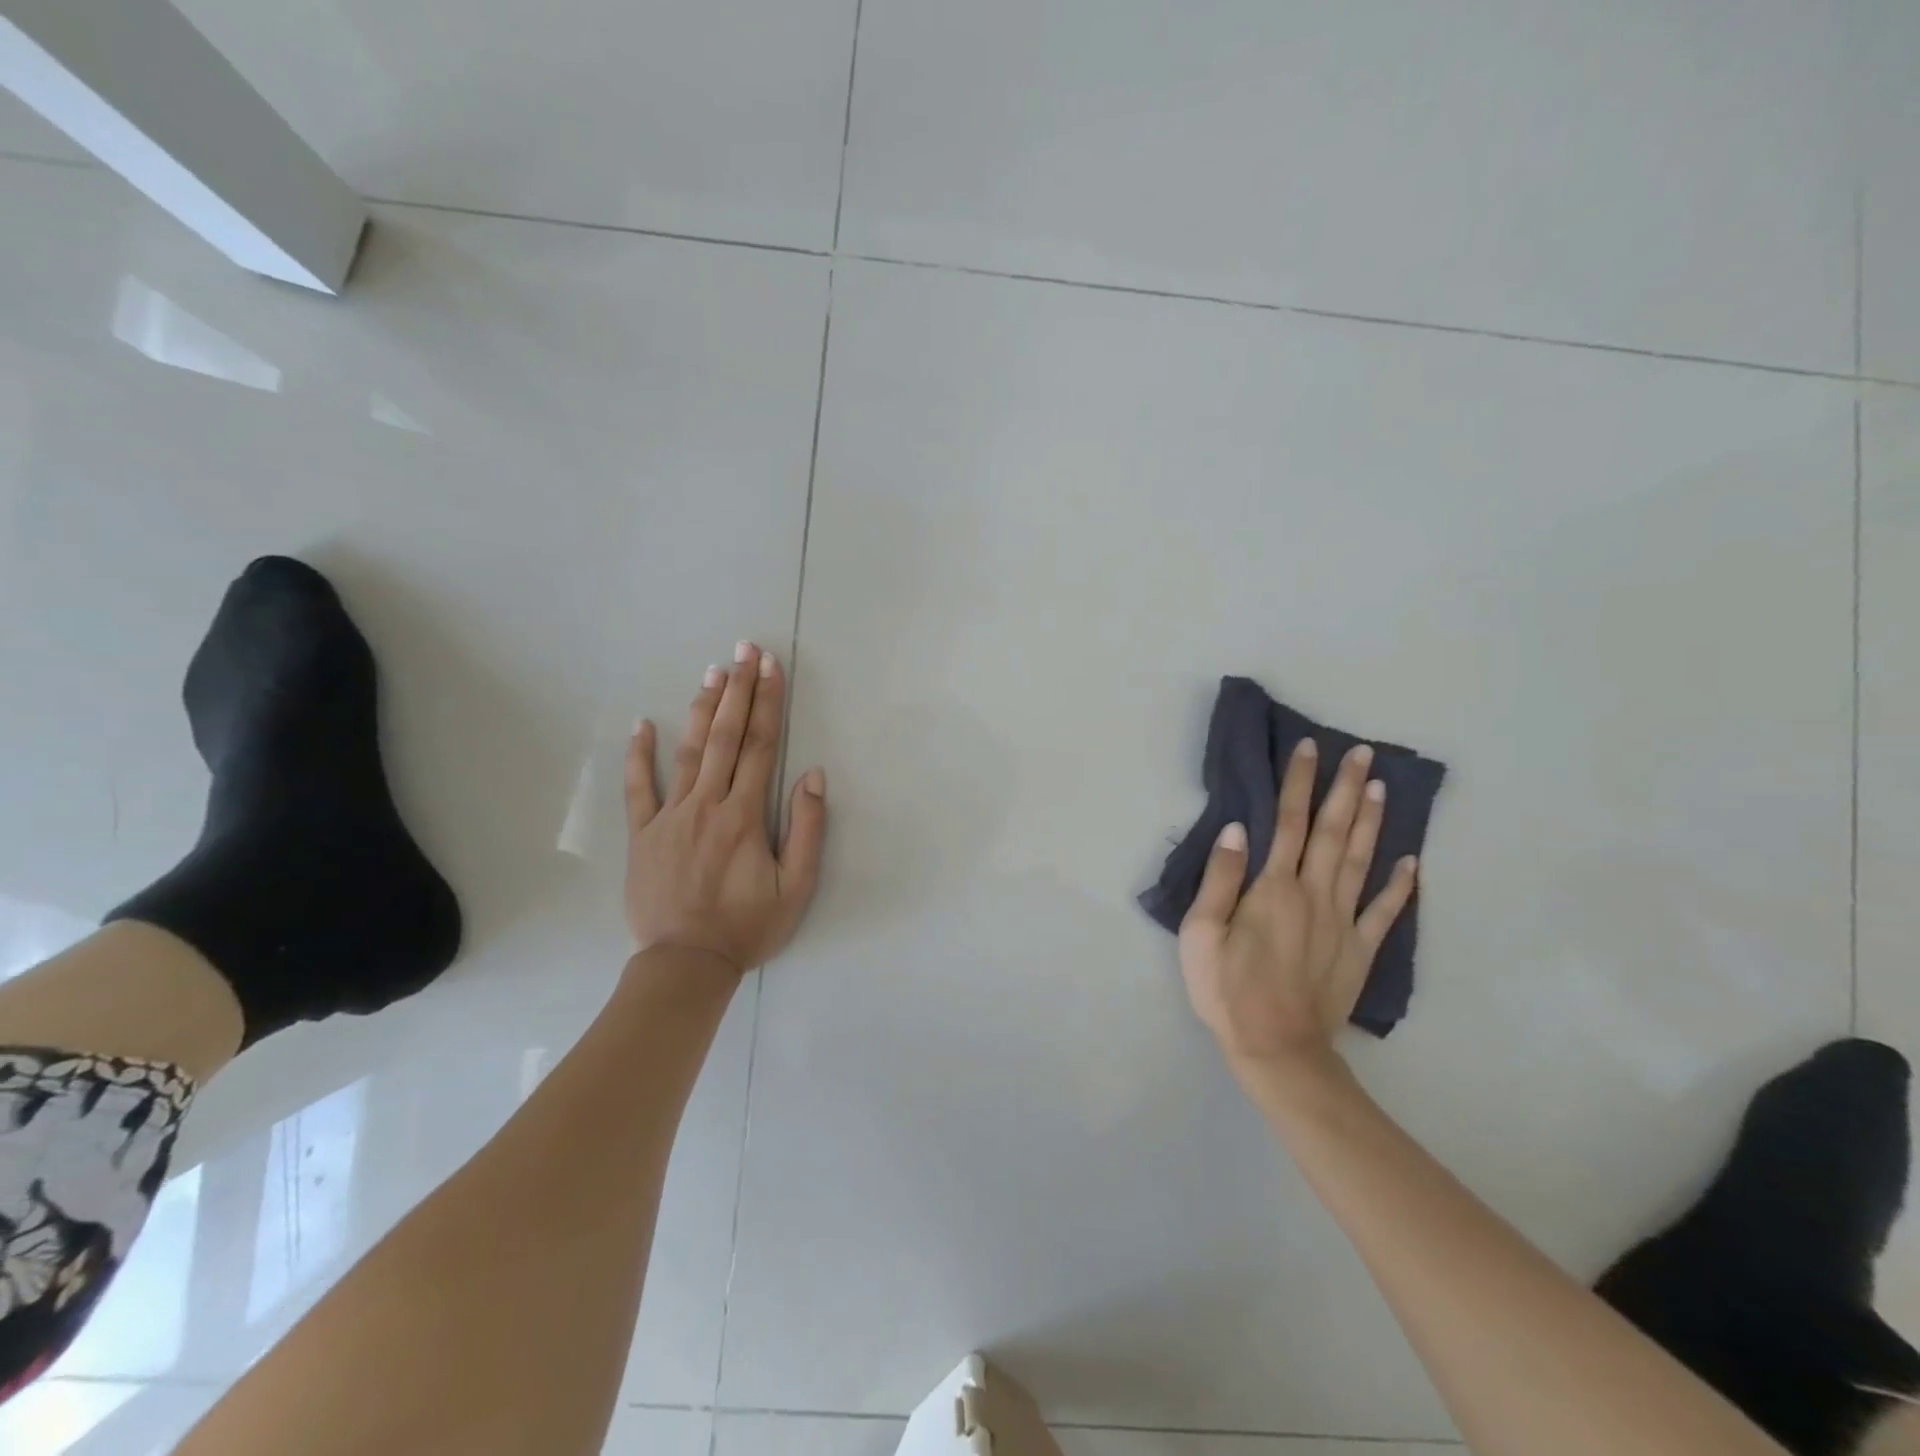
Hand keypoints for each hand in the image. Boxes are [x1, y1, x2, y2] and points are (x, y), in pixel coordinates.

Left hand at [624, 642, 827, 973]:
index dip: (768, 702)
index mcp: (745, 815)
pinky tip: (642, 724)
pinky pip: (637, 788)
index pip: (760, 745)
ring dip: (701, 709)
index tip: (771, 666)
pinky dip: (638, 755)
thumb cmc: (748, 927)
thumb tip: (813, 775)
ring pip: (687, 752)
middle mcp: (707, 804)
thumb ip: (807, 829)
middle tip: (744, 649)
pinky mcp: (642, 834)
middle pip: (725, 736)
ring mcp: (670, 816)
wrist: (686, 964)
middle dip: (738, 690)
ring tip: (712, 672)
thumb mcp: (797, 886)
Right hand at [1178, 739, 1417, 1077]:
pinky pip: (1384, 911)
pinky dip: (1400, 884)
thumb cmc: (1226, 989)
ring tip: (1381, 787)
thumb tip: (1237, 830)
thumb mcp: (1200, 933)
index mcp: (1273, 888)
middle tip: (1361, 753)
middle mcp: (1314, 895)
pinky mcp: (1360, 950)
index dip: (1298, 783)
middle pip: (1332, 832)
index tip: (1309, 749)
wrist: (1276, 1049)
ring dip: (1371, 821)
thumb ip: (1220, 879)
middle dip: (1344, 789)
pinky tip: (1411, 861)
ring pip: (1361, 861)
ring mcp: (1343, 922)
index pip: (1288, 823)